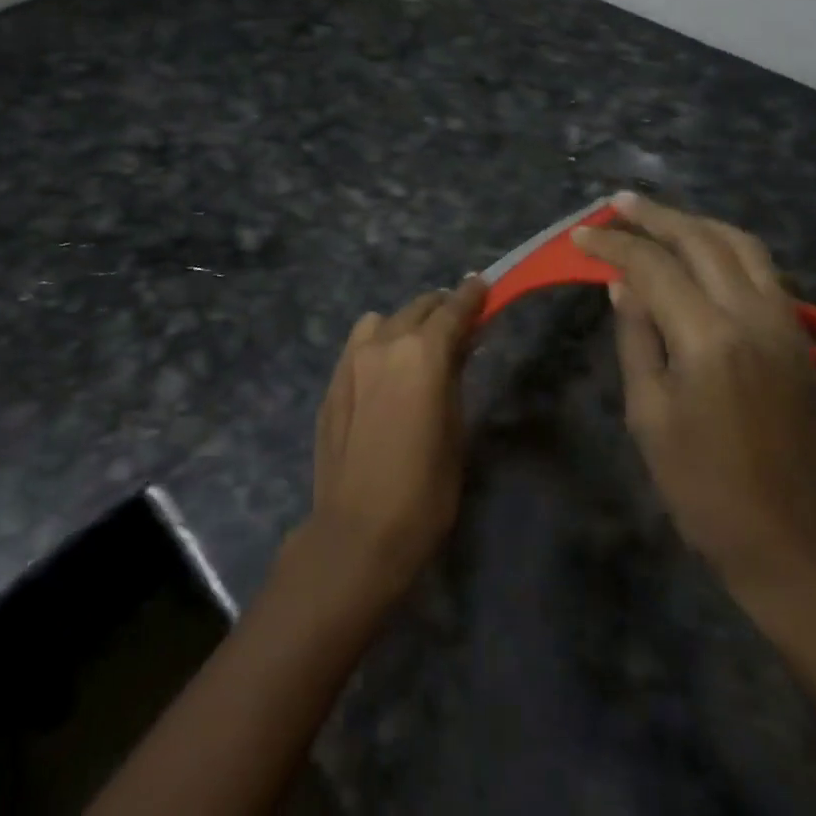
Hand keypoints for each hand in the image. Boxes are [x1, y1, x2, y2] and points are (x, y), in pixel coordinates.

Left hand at [301, 276, 488, 606]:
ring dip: (405, 324)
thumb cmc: (424, 490)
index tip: (482, 284)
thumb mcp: (455, 430)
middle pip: (418, 307)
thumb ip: (454, 377)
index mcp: (423, 353)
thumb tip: (458, 347)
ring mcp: (352, 359)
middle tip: (457, 321)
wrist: (357, 531)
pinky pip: (360, 344)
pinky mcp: (333, 380)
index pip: (452, 309)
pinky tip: (385, 371)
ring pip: (383, 320)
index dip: (471, 295)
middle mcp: (385, 343)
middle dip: (441, 308)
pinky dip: (378, 343)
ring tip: (416, 347)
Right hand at [574, 195, 815, 594]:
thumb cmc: (704, 486)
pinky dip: (726, 247)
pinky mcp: (799, 337)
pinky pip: (762, 270)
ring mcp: (784, 322)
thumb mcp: (650, 414)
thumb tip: (622, 285)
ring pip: (741, 244)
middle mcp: (752, 314)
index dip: (613, 245)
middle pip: (701, 239)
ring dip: (696, 223)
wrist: (793, 540)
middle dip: (654, 216)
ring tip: (659, 217)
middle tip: (618, 203)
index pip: (653, 266)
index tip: (581, 234)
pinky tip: (702, 252)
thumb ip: (637, 337)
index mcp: (709, 337)